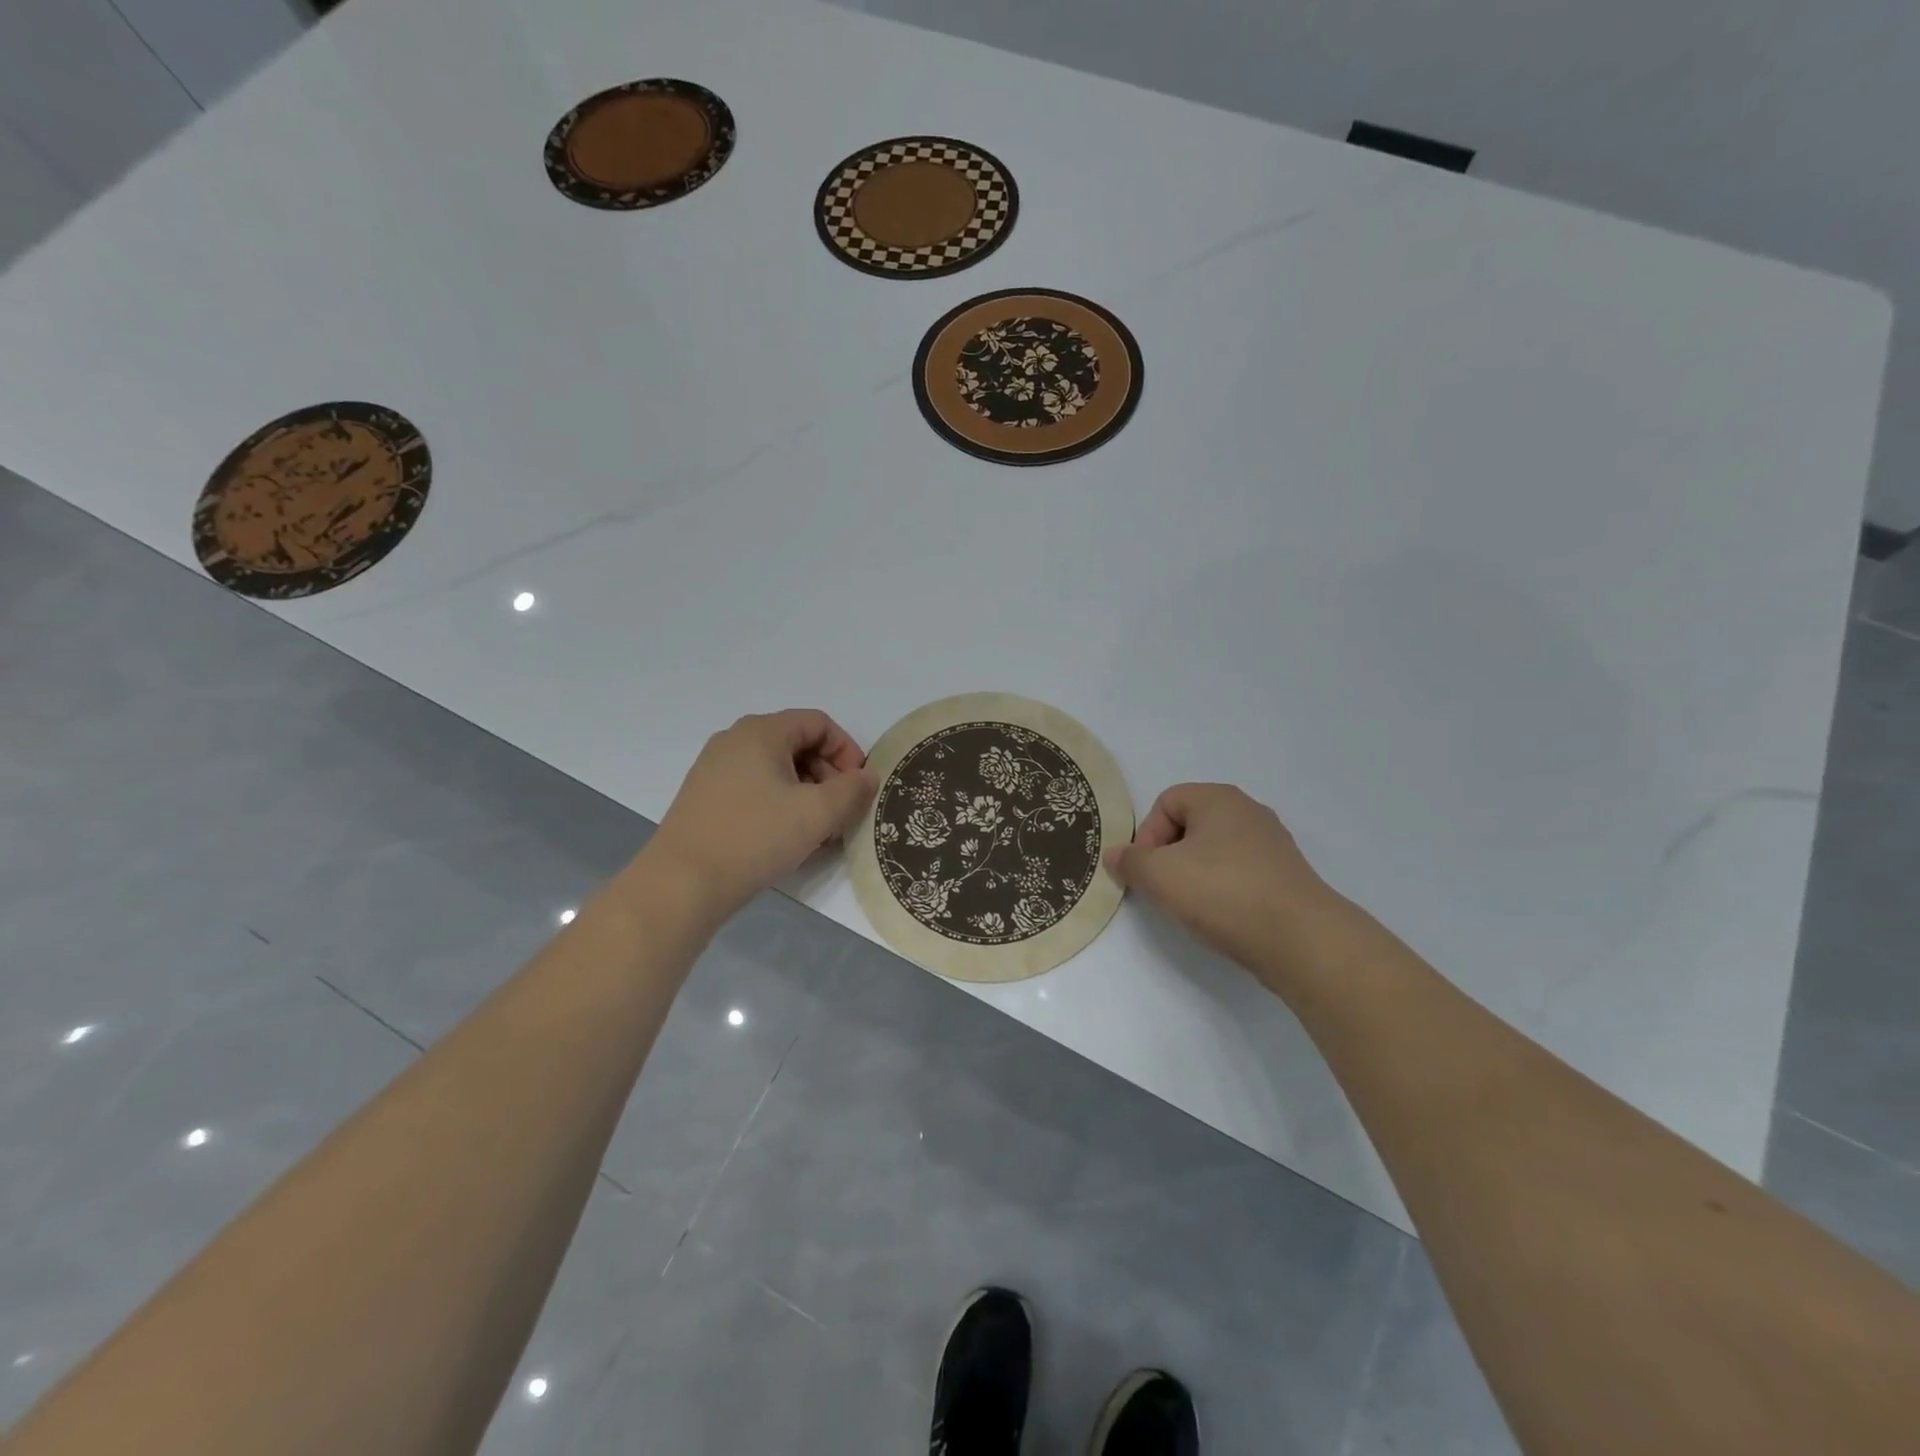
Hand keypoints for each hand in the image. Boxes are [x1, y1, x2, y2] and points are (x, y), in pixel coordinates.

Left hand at [645, 710, 877, 924]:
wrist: (682, 884)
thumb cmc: (755, 837)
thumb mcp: (816, 813)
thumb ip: (852, 790)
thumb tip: (868, 777)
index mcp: (761, 732)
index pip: (819, 723)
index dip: (847, 751)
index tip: (859, 787)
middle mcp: (735, 741)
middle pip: (798, 745)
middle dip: (828, 777)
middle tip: (841, 814)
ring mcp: (715, 769)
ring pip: (778, 771)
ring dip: (807, 796)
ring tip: (819, 834)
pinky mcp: (706, 798)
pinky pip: (756, 789)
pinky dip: (781, 806)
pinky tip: (788, 840)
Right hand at [1104, 784, 1341, 982]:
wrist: (1301, 939)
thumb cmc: (1223, 893)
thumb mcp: (1159, 876)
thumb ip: (1129, 862)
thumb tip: (1114, 855)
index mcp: (1219, 798)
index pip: (1166, 802)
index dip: (1148, 834)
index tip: (1149, 871)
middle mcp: (1248, 812)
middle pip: (1190, 826)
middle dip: (1170, 856)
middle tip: (1166, 889)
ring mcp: (1272, 844)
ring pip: (1215, 852)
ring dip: (1196, 875)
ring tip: (1194, 907)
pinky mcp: (1287, 876)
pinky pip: (1240, 874)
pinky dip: (1224, 891)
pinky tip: (1223, 916)